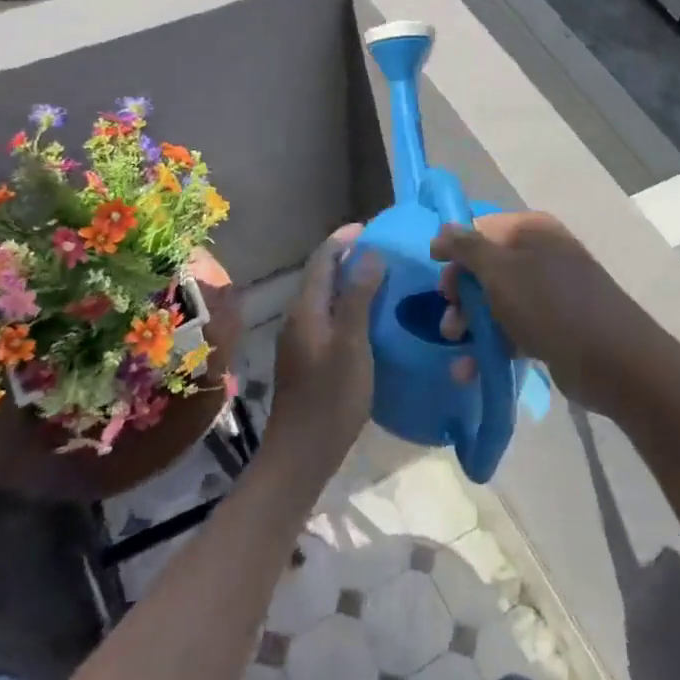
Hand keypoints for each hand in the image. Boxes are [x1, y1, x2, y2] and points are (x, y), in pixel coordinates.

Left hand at [268, 225, 385, 465]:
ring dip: (347, 281)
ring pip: (323, 298)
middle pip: (320, 276)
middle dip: (346, 257)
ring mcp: (300, 340)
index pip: (322, 260)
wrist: (302, 453)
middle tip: (381, 249)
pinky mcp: (307, 358)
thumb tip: (369, 253)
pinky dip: (346, 305)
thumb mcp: (352, 344)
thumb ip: (359, 297)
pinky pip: (327, 317)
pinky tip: (368, 316)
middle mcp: (298, 318)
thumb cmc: (331, 397)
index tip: (370, 227)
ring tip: (380, 276)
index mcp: (306, 310)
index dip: (343, 240)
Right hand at [430, 212, 650, 418]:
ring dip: (470, 323)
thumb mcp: (501, 271)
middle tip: (448, 315)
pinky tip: (469, 369)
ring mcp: (549, 294)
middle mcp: (542, 256)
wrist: (613, 361)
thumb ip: (467, 248)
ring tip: (455, 343)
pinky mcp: (553, 328)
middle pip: (487, 268)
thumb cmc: (550, 305)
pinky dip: (491, 346)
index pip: (483, 228)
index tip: (435, 268)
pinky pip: (513, 331)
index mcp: (533, 232)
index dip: (456, 247)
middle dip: (461, 293)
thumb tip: (443, 230)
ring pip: (497, 302)